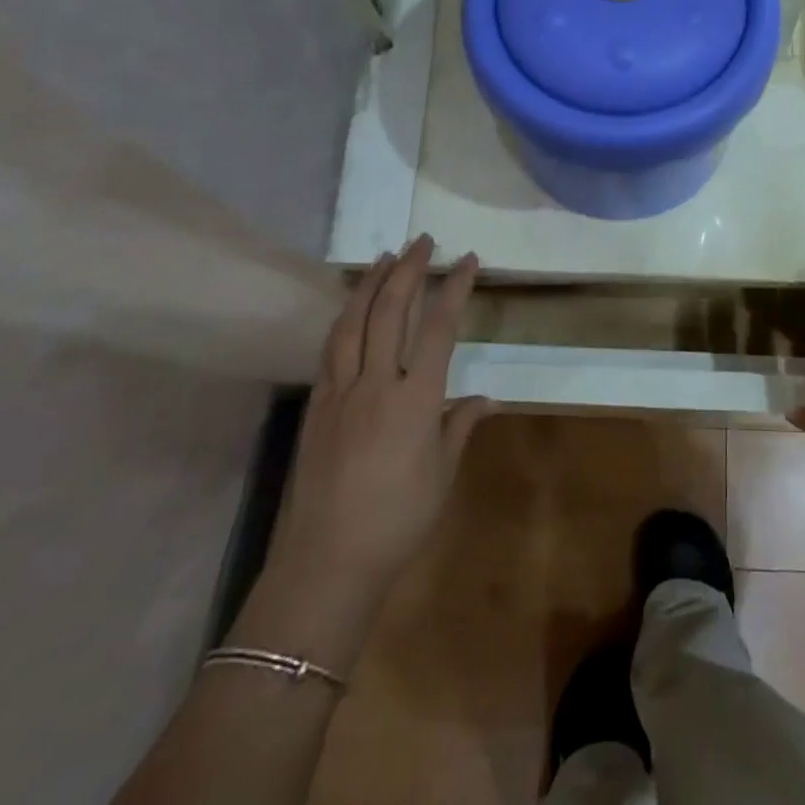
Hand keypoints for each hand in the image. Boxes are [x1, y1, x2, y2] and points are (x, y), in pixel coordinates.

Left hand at [243, 237, 492, 664]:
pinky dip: (344, 318)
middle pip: (391, 311)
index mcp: (416, 398)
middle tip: (422, 241)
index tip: (467, 259)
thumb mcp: (442, 473)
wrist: (327, 563)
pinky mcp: (316, 406)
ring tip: (384, 257)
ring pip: (353, 322)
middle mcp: (377, 383)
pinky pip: (331, 349)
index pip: (440, 327)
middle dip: (408, 269)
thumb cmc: (398, 520)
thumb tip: (488, 399)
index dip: (454, 287)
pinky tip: (351, 308)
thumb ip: (461, 425)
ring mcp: (340, 392)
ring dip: (370, 284)